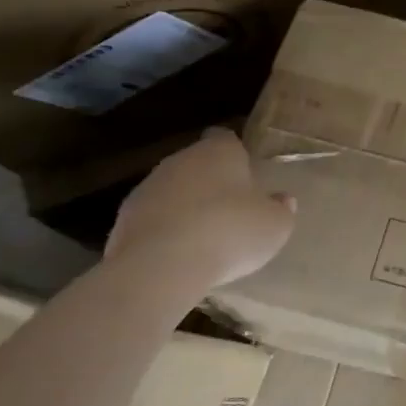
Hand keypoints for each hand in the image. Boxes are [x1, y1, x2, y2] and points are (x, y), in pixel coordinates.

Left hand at [104, 129, 294, 295]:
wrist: (161, 267)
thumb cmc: (230, 233)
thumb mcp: (275, 225)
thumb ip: (281, 209)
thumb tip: (283, 200)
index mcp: (219, 151)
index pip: (225, 138)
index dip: (236, 156)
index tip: (245, 177)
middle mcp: (181, 160)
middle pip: (197, 164)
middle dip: (210, 183)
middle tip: (230, 211)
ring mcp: (147, 188)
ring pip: (172, 191)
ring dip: (184, 207)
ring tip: (203, 239)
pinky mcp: (122, 220)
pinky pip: (152, 219)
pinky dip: (163, 232)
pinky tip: (177, 256)